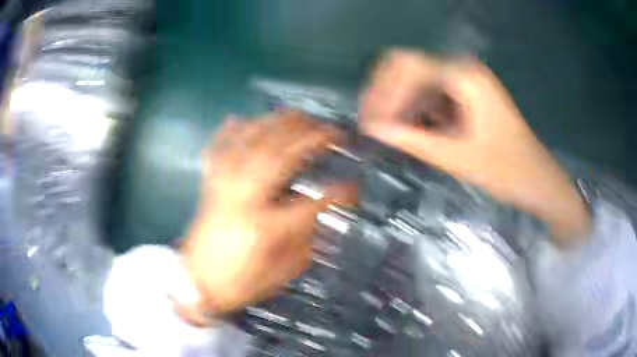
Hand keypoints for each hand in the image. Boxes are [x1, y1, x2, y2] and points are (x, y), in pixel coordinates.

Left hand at [179, 111, 353, 323]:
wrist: (196, 283)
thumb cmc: (240, 282)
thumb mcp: (281, 273)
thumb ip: (304, 241)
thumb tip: (320, 214)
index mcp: (265, 227)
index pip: (311, 204)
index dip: (338, 193)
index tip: (356, 187)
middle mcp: (243, 198)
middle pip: (279, 156)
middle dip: (309, 137)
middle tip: (331, 130)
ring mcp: (223, 187)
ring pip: (250, 143)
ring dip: (276, 124)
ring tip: (299, 115)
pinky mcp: (209, 185)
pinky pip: (218, 149)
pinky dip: (229, 131)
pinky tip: (240, 118)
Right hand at [360, 50, 590, 245]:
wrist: (537, 179)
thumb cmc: (506, 170)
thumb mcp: (458, 157)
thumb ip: (413, 140)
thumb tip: (372, 129)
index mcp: (464, 77)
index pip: (407, 67)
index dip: (383, 92)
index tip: (369, 124)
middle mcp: (462, 69)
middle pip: (407, 67)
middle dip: (386, 94)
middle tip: (372, 125)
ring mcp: (464, 81)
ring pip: (416, 82)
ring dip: (399, 104)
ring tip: (388, 133)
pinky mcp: (465, 95)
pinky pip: (430, 95)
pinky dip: (416, 111)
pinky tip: (410, 131)